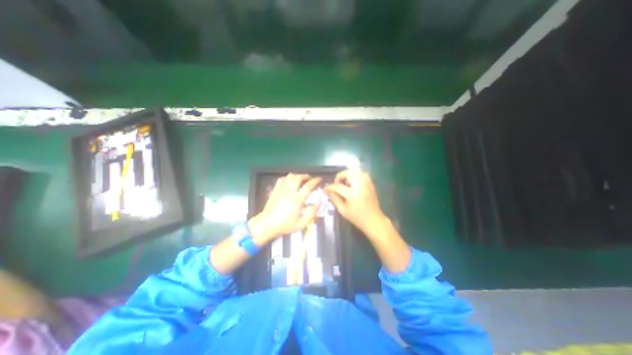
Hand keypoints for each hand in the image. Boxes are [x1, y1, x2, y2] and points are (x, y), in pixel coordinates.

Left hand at [251, 173, 320, 243]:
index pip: (308, 186)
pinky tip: (289, 181)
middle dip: (306, 176)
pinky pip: (281, 179)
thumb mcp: (301, 224)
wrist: (267, 224)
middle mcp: (290, 191)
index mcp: (298, 199)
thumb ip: (312, 213)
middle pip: (299, 177)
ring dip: (297, 176)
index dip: (315, 181)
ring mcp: (281, 189)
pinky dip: (287, 178)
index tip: (319, 179)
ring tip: (300, 179)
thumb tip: (318, 204)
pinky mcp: (275, 190)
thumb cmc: (285, 225)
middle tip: (310, 178)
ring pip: (290, 176)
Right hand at [325, 168, 384, 233]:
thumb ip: (334, 198)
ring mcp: (367, 184)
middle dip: (340, 176)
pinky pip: (363, 173)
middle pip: (348, 173)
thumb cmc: (357, 217)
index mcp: (352, 194)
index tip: (326, 189)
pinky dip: (356, 174)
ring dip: (348, 173)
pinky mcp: (371, 184)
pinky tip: (353, 182)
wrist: (373, 220)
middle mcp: (360, 186)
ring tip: (345, 181)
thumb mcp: (342, 210)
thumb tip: (328, 191)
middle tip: (337, 182)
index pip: (338, 186)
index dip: (330, 187)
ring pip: (356, 170)